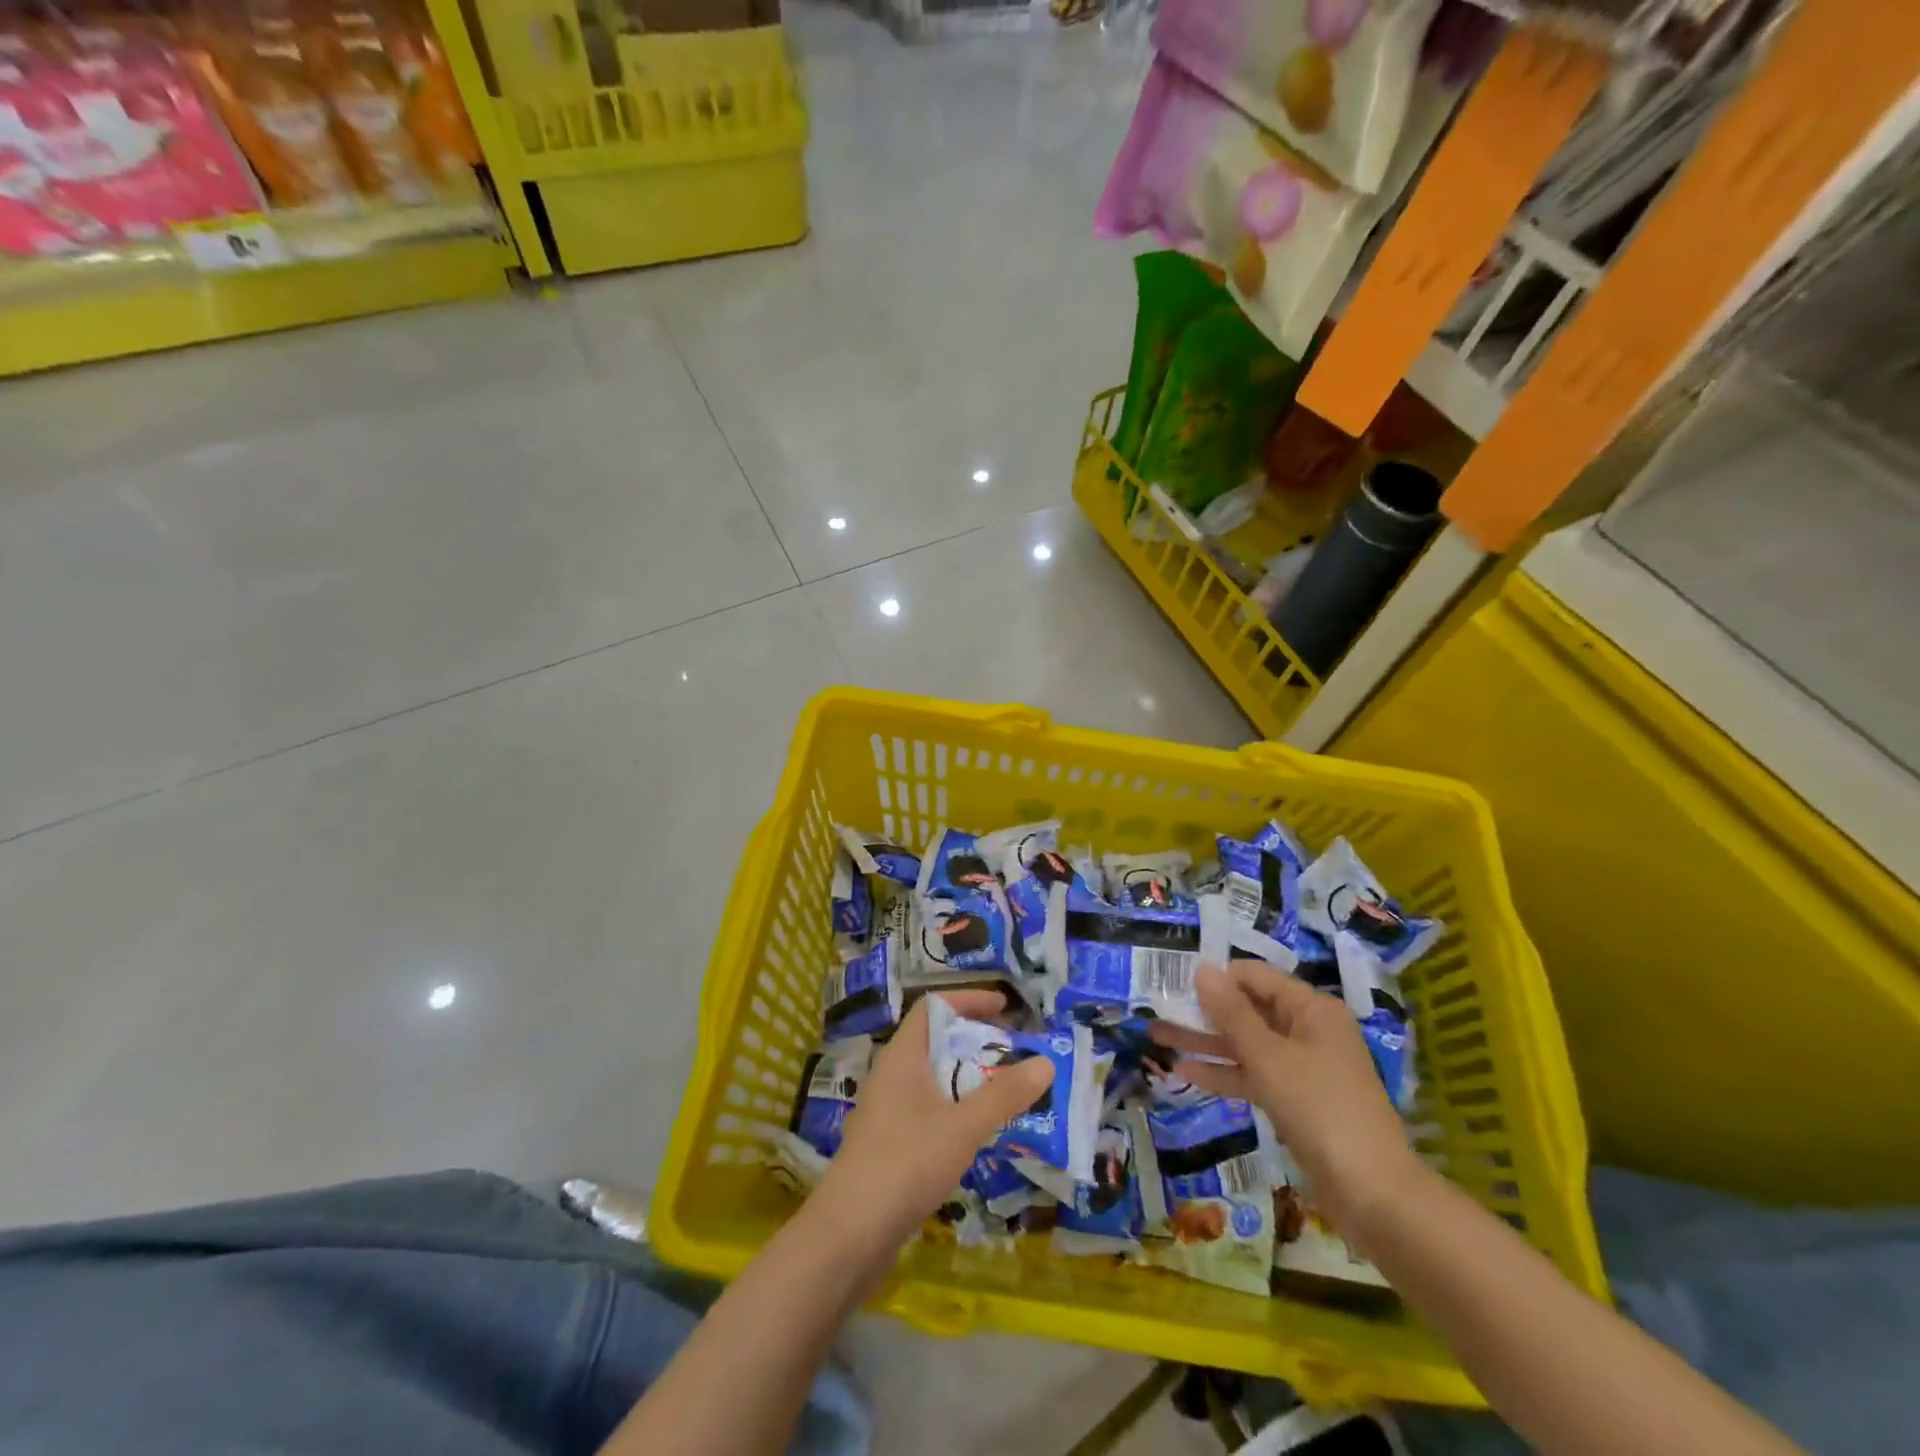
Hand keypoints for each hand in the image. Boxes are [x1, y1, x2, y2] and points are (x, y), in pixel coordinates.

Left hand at [812, 990, 1052, 1256]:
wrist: (850, 1233)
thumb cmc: (906, 1162)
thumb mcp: (963, 1126)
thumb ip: (1004, 1095)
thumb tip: (1045, 1062)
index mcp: (902, 1055)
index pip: (933, 1006)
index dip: (968, 1000)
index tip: (1005, 1008)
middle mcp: (891, 1073)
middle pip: (935, 1040)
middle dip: (975, 1042)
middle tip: (1013, 1053)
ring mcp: (886, 1108)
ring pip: (932, 1077)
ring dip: (967, 1079)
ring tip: (1004, 1091)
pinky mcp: (887, 1141)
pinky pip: (927, 1107)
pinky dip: (955, 1108)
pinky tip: (977, 1132)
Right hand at [1151, 961, 1420, 1233]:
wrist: (1373, 1194)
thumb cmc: (1320, 1108)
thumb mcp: (1269, 1056)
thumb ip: (1232, 1013)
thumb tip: (1202, 969)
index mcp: (1311, 1009)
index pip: (1254, 976)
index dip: (1215, 977)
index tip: (1174, 983)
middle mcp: (1307, 1030)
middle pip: (1248, 1009)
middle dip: (1203, 1011)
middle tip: (1157, 1010)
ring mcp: (1301, 1066)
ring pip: (1245, 1044)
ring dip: (1205, 1042)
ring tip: (1158, 1037)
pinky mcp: (1295, 1099)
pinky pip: (1253, 1074)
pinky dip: (1223, 1072)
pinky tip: (1185, 1072)